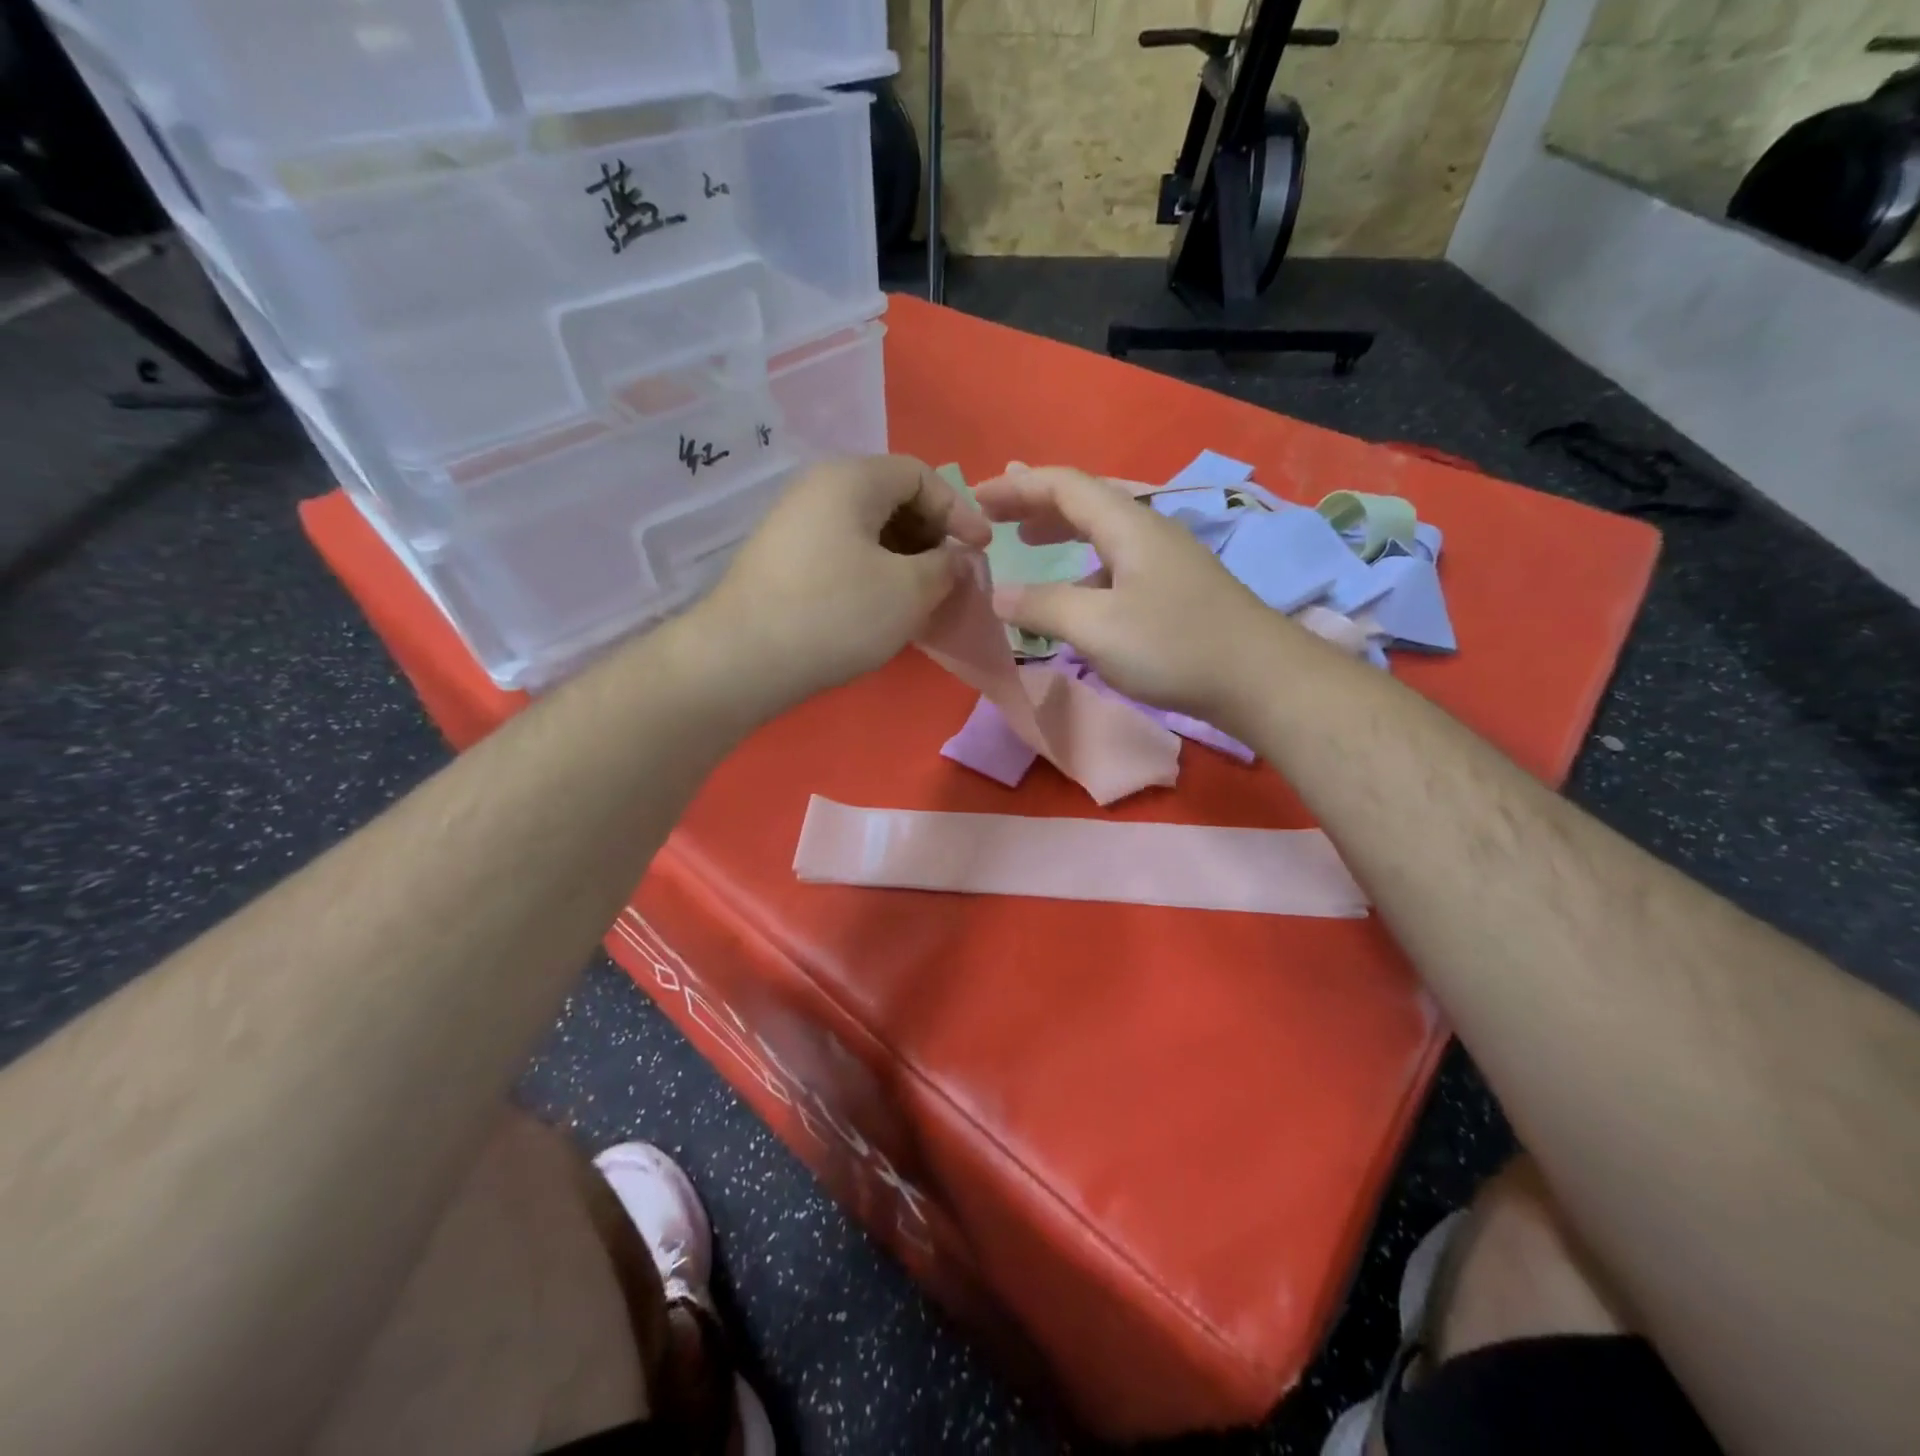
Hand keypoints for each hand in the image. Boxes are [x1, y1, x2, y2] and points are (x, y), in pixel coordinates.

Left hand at [697, 454, 990, 707]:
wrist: (742, 660)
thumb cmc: (836, 615)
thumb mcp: (909, 591)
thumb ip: (947, 566)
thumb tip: (958, 559)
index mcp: (851, 480)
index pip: (920, 474)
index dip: (959, 509)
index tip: (982, 550)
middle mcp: (818, 490)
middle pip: (892, 498)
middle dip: (932, 535)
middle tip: (952, 575)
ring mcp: (795, 525)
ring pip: (868, 530)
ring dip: (905, 558)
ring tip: (923, 597)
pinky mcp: (784, 561)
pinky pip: (844, 552)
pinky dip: (875, 572)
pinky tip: (884, 608)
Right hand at [973, 466, 1281, 718]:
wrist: (1259, 679)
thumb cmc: (1174, 646)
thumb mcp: (1097, 627)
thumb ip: (1043, 606)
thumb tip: (996, 594)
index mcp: (1127, 525)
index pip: (1063, 485)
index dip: (1015, 488)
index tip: (974, 499)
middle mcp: (1147, 530)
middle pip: (1083, 501)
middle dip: (1034, 504)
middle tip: (994, 515)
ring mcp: (1165, 559)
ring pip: (1102, 532)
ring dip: (1060, 532)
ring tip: (1027, 543)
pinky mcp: (1175, 588)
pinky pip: (1116, 561)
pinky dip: (1083, 566)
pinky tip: (1076, 595)